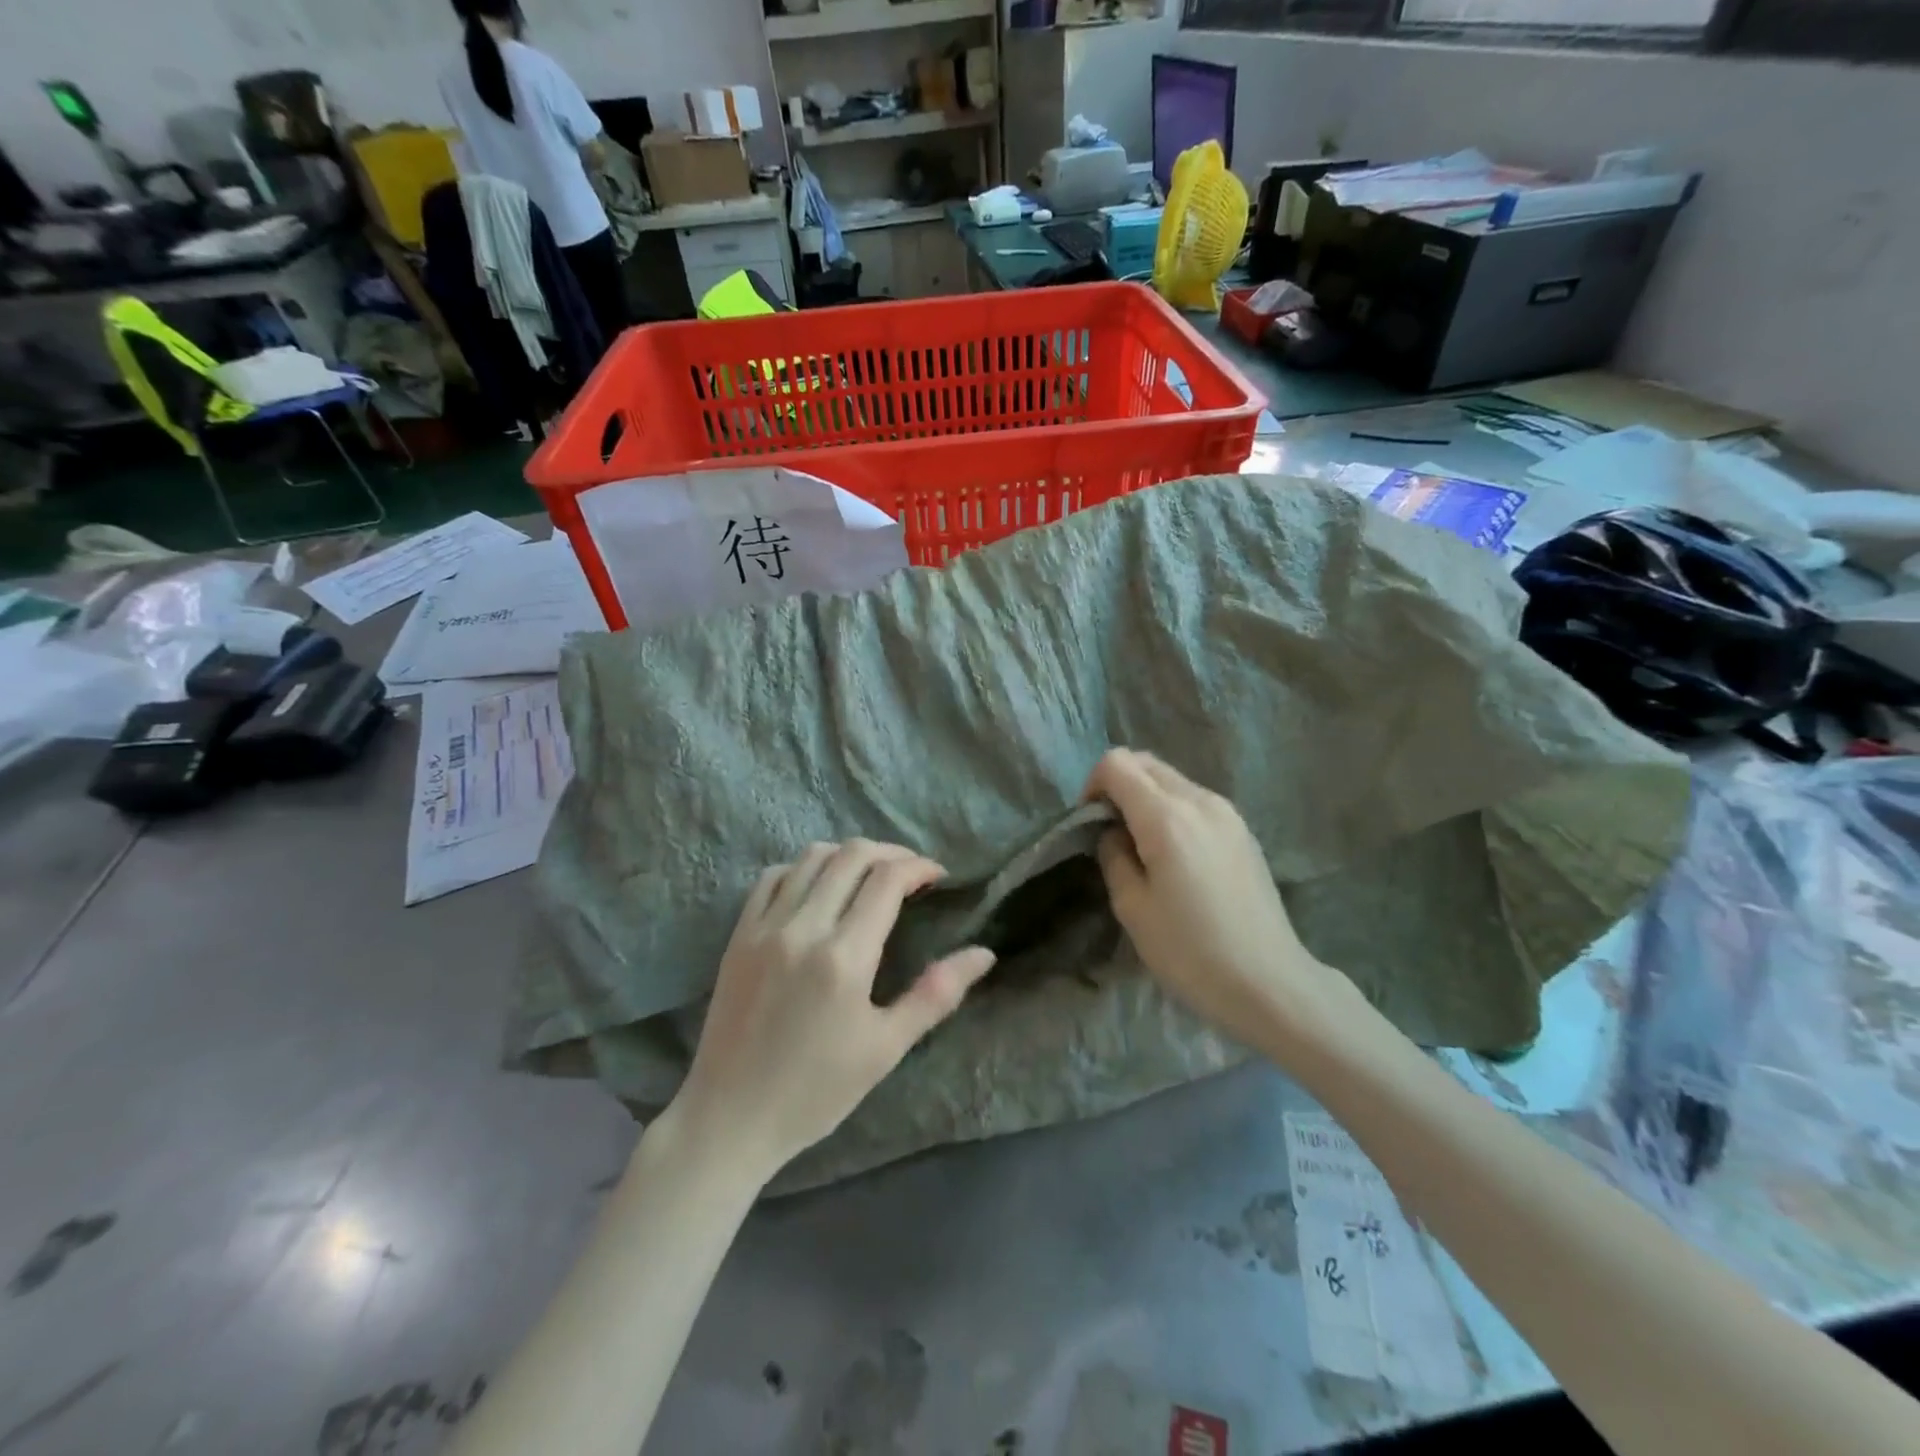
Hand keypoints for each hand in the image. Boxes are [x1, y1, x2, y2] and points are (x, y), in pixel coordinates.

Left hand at [671, 840, 995, 1183]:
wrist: (731, 1117)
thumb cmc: (816, 1090)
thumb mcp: (886, 1047)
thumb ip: (936, 994)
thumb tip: (984, 953)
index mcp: (844, 956)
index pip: (887, 880)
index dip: (919, 867)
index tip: (938, 877)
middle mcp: (803, 928)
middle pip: (852, 855)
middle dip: (891, 853)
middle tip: (911, 873)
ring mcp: (765, 927)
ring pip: (811, 857)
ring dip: (848, 855)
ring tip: (869, 875)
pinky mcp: (739, 934)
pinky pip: (773, 877)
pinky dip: (803, 868)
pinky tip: (819, 886)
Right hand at [1085, 749, 1341, 1047]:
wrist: (1269, 983)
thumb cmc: (1191, 951)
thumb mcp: (1132, 908)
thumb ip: (1114, 855)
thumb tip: (1114, 832)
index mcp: (1167, 816)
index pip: (1117, 763)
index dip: (1092, 785)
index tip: (1089, 825)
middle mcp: (1200, 801)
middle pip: (1146, 763)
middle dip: (1118, 785)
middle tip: (1110, 832)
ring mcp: (1228, 813)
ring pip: (1172, 780)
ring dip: (1146, 797)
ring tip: (1142, 847)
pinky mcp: (1243, 831)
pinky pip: (1195, 801)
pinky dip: (1172, 810)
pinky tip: (1175, 856)